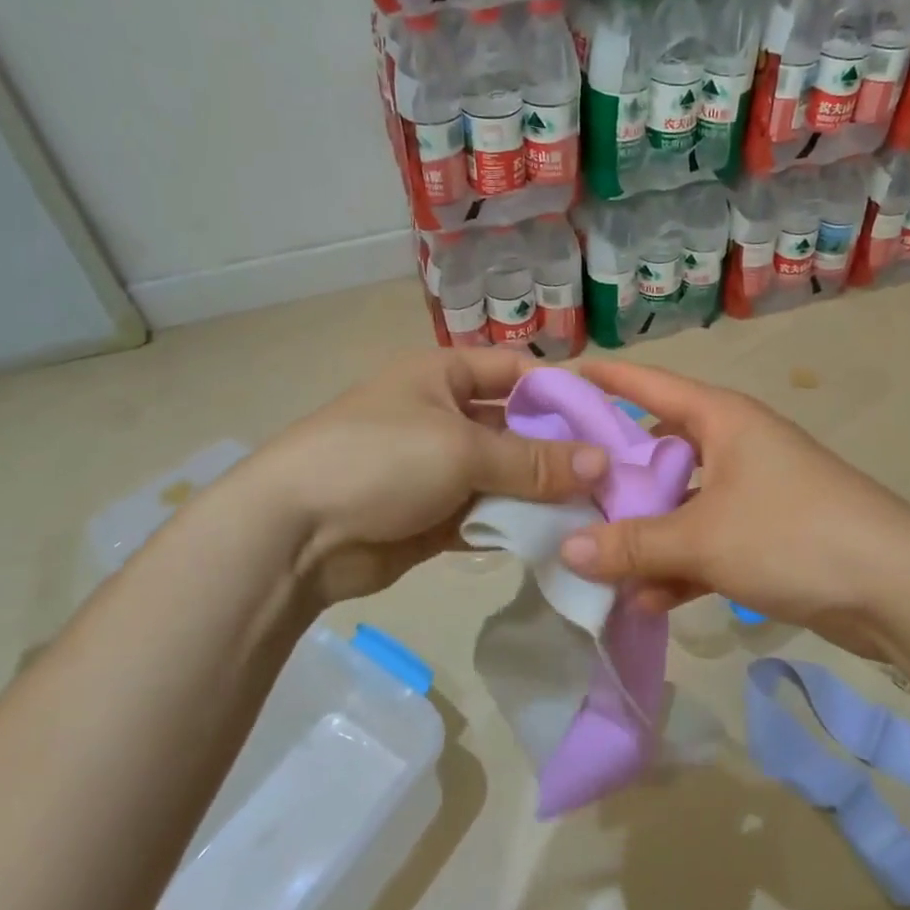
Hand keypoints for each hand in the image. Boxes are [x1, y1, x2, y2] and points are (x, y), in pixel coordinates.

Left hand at [260, 350, 606, 605]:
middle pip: (516, 428)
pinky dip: (516, 524)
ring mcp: (438, 469)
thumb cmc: (379, 460)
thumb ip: (534, 460)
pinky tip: (557, 537)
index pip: (516, 371)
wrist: (294, 533)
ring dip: (542, 493)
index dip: (562, 391)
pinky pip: (487, 514)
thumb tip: (603, 464)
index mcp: (442, 376)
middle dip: (560, 450)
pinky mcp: (434, 517)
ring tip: (598, 510)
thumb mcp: (461, 449)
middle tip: (615, 476)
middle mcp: (444, 416)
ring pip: (505, 476)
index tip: (611, 421)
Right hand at [557, 361, 909, 655]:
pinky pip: (708, 542)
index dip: (605, 380)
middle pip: (660, 451)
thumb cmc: (794, 535)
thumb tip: (565, 552)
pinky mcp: (768, 536)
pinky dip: (680, 567)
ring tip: (597, 564)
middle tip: (564, 495)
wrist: (899, 590)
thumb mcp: (703, 539)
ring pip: (682, 504)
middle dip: (616, 478)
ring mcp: (753, 492)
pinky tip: (648, 602)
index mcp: (723, 420)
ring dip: (646, 535)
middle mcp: (736, 446)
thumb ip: (632, 544)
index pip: (650, 385)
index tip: (557, 379)